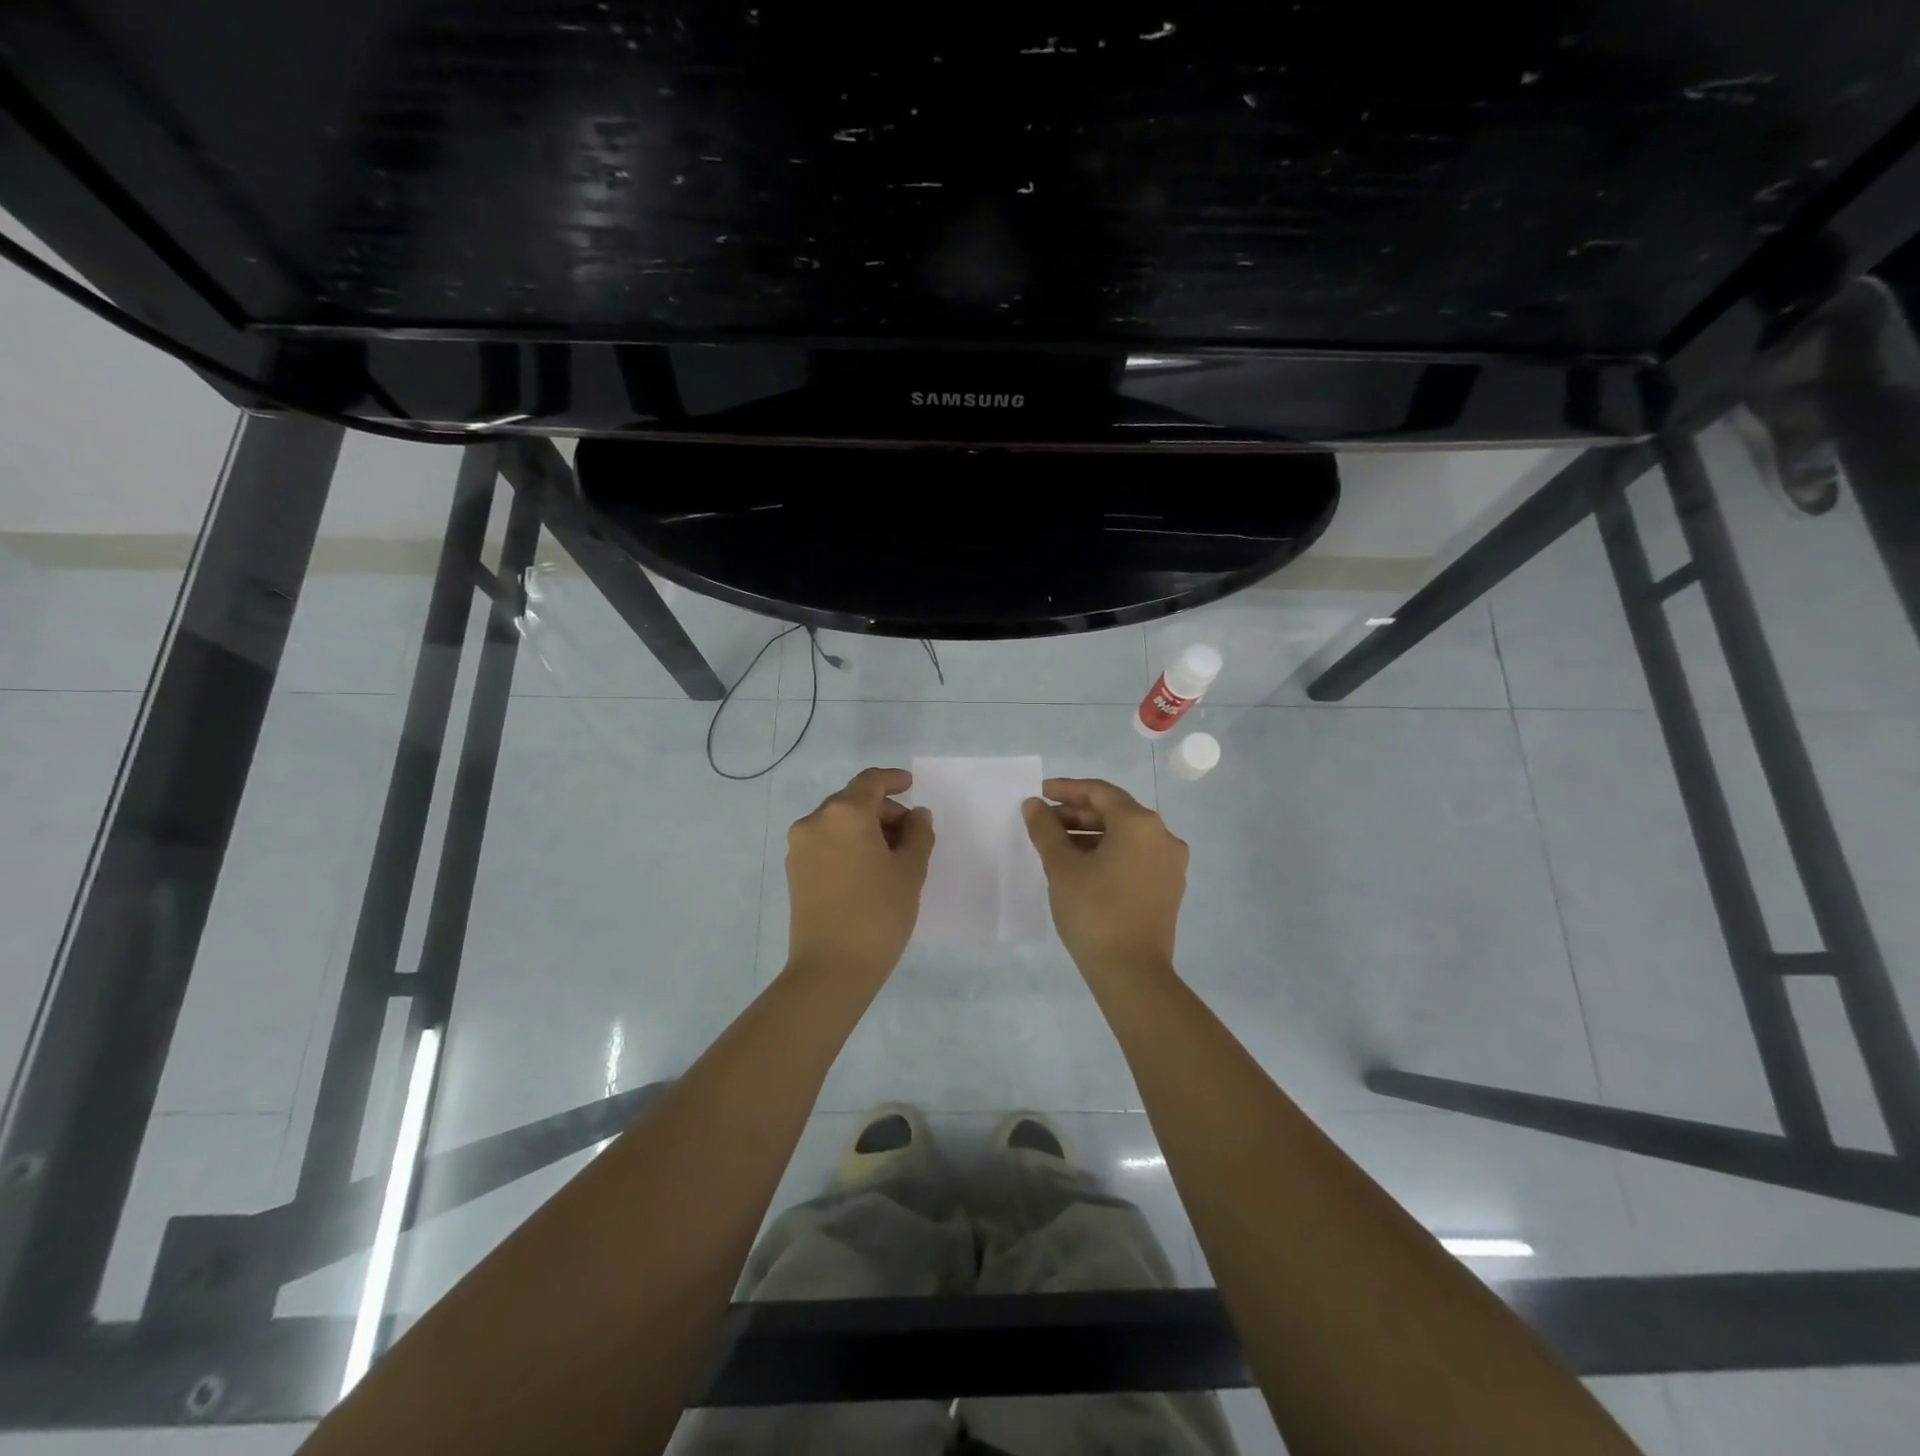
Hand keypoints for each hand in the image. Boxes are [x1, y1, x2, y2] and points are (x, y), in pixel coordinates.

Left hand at [786, 767, 935, 984]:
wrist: (831, 968)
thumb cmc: (879, 913)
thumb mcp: (910, 870)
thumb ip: (918, 834)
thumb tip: (916, 815)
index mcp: (845, 813)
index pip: (870, 782)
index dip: (892, 779)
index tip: (910, 785)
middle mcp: (816, 821)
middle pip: (853, 801)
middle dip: (883, 810)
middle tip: (911, 833)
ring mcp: (800, 847)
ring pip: (838, 822)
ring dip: (865, 828)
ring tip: (892, 855)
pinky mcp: (794, 871)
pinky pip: (825, 843)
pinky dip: (847, 844)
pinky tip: (868, 868)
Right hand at [1023, 778, 1188, 975]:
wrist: (1132, 973)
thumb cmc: (1094, 911)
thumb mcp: (1062, 867)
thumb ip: (1046, 830)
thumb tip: (1034, 804)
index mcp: (1140, 823)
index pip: (1099, 792)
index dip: (1066, 790)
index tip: (1040, 794)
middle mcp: (1162, 836)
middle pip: (1115, 812)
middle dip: (1077, 813)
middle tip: (1043, 821)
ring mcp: (1170, 863)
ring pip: (1125, 835)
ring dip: (1090, 834)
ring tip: (1056, 845)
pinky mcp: (1168, 887)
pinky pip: (1135, 856)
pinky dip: (1108, 852)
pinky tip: (1081, 865)